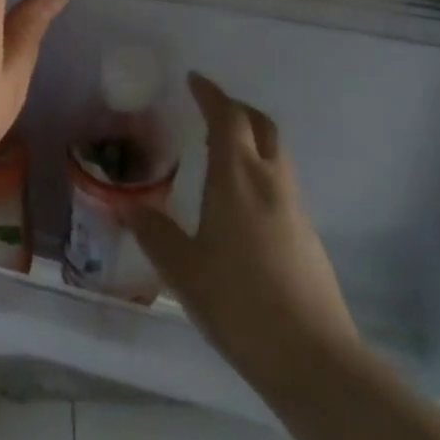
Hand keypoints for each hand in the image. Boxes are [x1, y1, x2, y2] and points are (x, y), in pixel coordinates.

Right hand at [123, 74, 356, 390]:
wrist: (313, 359)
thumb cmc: (239, 304)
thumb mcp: (183, 269)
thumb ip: (153, 233)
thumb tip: (125, 206)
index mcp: (238, 179)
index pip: (228, 118)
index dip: (211, 94)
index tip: (195, 80)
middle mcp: (270, 182)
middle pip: (261, 126)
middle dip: (236, 109)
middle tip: (210, 109)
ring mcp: (294, 208)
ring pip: (275, 153)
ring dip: (251, 137)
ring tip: (221, 150)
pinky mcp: (307, 234)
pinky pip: (280, 181)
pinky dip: (260, 168)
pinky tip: (240, 200)